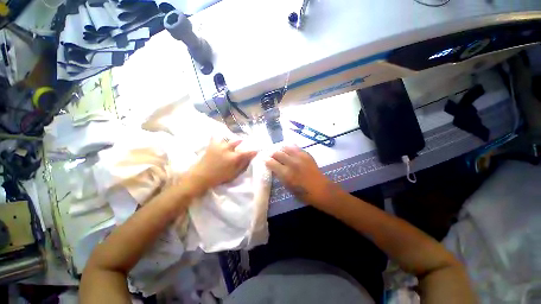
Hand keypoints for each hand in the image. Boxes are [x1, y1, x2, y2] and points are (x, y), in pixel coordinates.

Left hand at [186, 138, 257, 194]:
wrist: (201, 176)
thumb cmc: (219, 177)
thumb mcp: (234, 173)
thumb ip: (243, 164)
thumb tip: (250, 157)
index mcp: (234, 157)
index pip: (247, 152)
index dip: (253, 151)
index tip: (256, 151)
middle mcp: (228, 148)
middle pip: (238, 142)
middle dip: (242, 143)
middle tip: (242, 145)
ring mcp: (219, 145)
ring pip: (228, 139)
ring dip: (232, 141)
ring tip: (231, 144)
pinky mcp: (212, 144)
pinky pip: (216, 137)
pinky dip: (219, 137)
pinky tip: (220, 139)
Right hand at [265, 145, 343, 207]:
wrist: (320, 189)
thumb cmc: (303, 192)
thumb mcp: (287, 186)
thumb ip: (280, 175)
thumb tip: (274, 168)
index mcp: (286, 173)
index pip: (271, 162)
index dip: (266, 160)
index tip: (264, 160)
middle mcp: (291, 163)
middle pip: (277, 153)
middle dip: (272, 154)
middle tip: (272, 156)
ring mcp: (300, 157)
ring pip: (286, 147)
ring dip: (281, 149)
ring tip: (280, 152)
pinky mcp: (306, 154)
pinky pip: (296, 147)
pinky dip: (290, 148)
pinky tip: (289, 151)